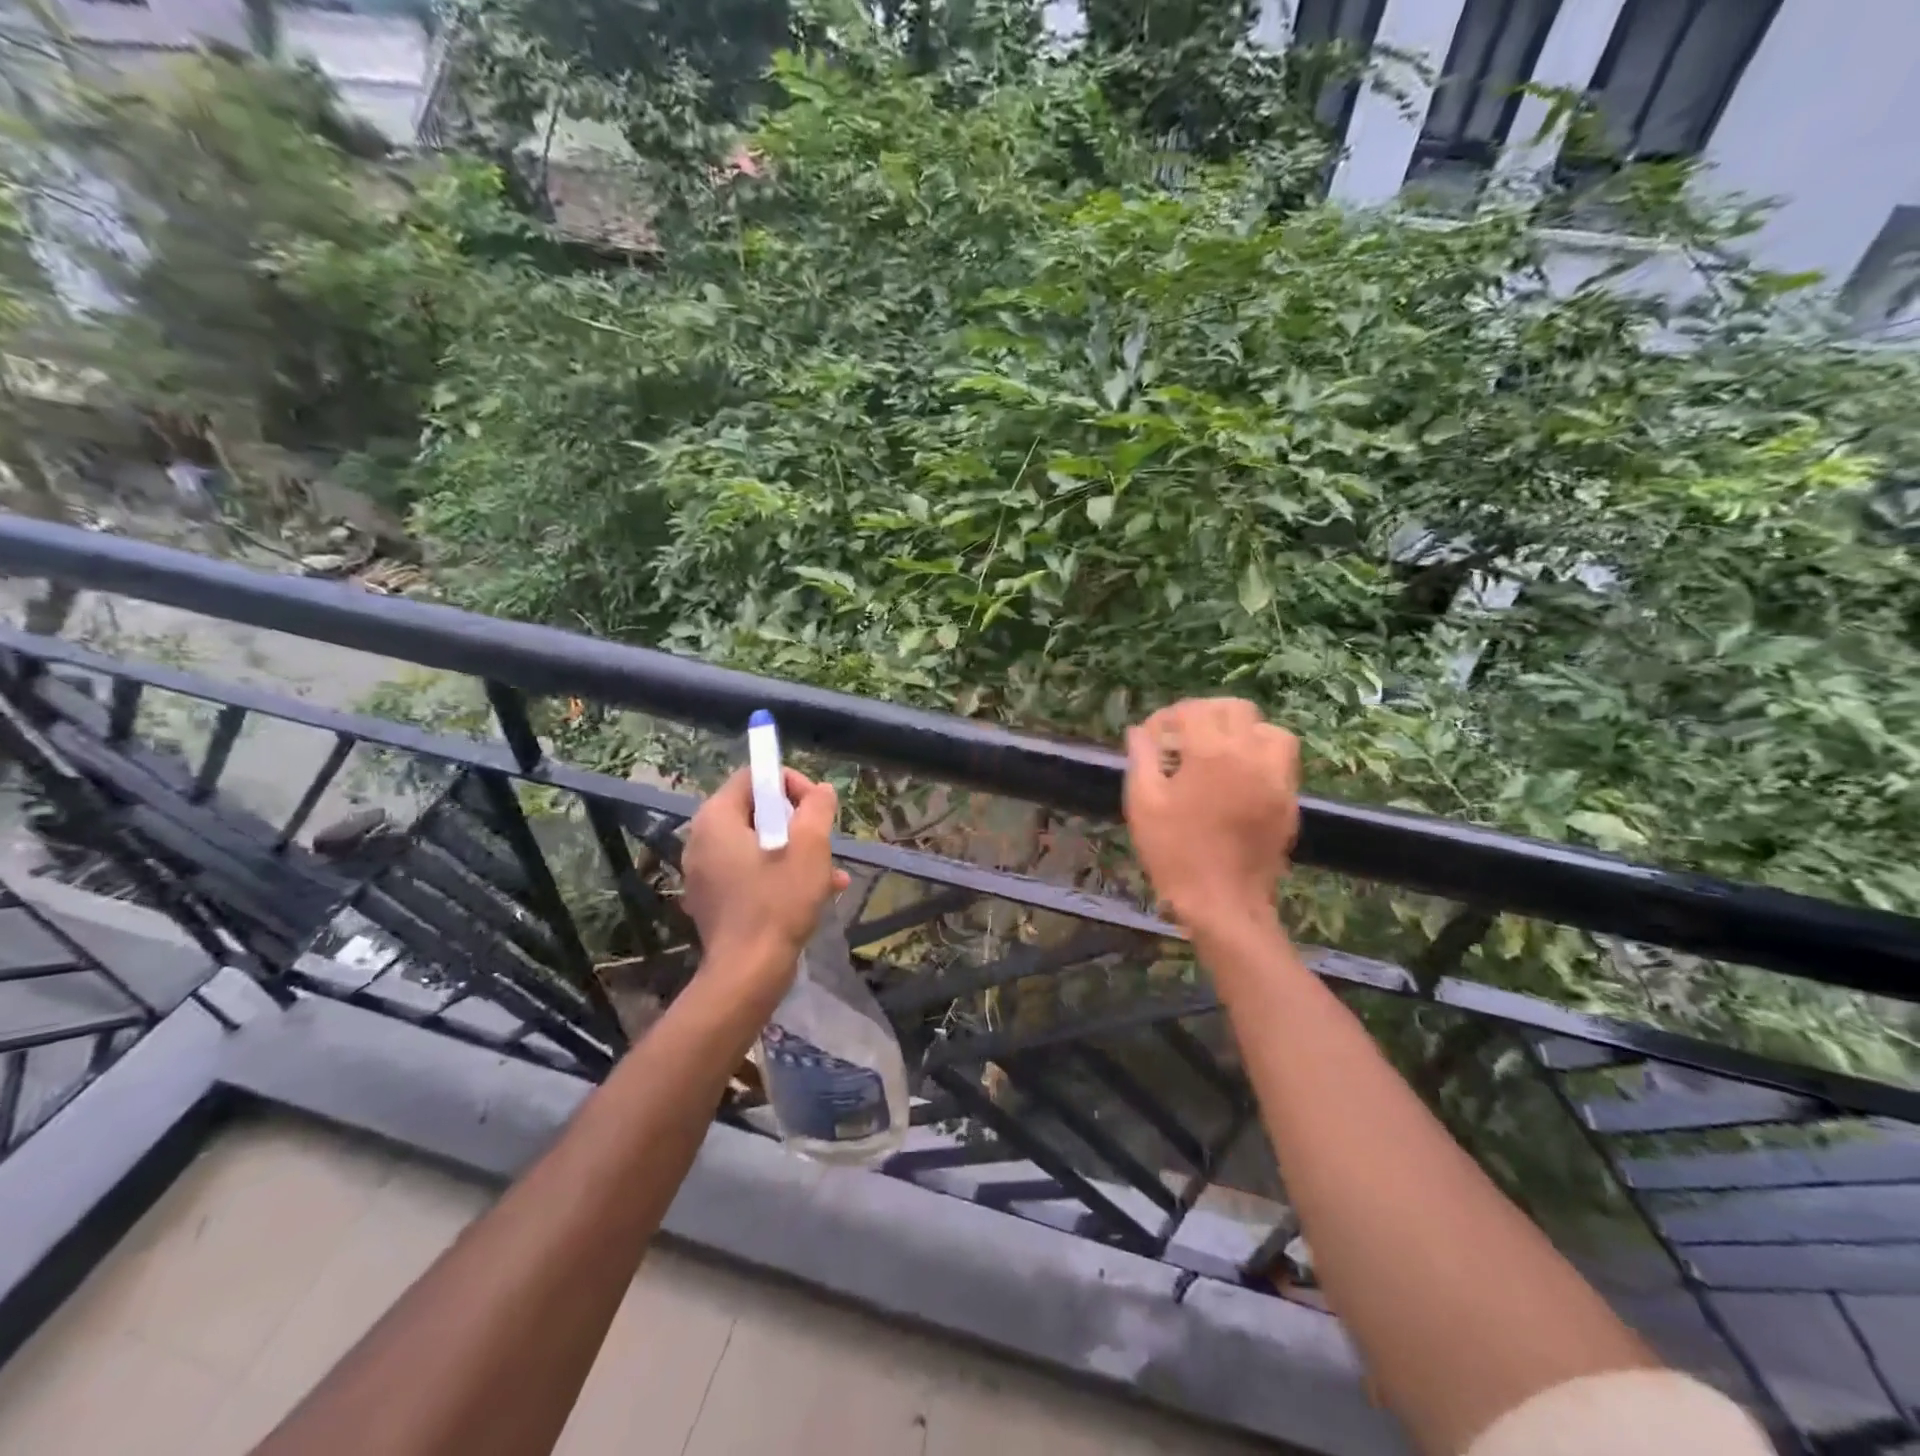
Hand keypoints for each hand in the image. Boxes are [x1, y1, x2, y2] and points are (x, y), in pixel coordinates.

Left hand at [682, 766, 849, 992]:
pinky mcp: (713, 900)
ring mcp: (704, 873)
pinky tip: (815, 894)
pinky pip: (750, 872)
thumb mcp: (810, 846)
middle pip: (756, 811)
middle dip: (796, 822)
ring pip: (757, 845)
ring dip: (795, 851)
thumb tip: (821, 791)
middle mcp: (701, 840)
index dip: (790, 783)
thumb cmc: (778, 901)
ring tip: (829, 872)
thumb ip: (817, 807)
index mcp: (716, 818)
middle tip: (822, 842)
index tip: (816, 808)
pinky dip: (779, 874)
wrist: (748, 973)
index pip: (753, 777)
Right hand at [1124, 698, 1299, 930]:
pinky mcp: (1290, 800)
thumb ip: (1142, 758)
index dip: (1168, 717)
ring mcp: (1277, 777)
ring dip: (1242, 731)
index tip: (1153, 735)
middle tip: (1184, 736)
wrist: (1222, 902)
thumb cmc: (1174, 851)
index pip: (1192, 711)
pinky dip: (1261, 755)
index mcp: (1211, 752)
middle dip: (1206, 714)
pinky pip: (1282, 760)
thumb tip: (1139, 731)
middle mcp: (1251, 755)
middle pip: (1235, 709)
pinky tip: (1239, 776)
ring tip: (1220, 750)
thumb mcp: (1143, 803)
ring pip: (1268, 730)